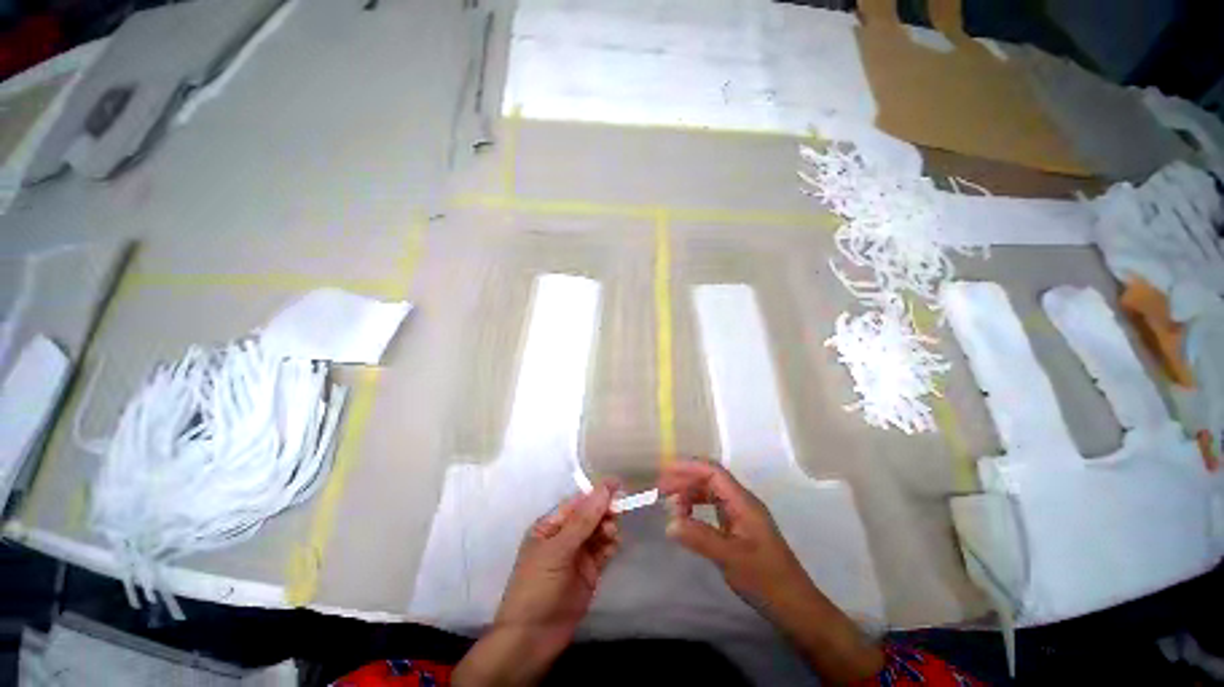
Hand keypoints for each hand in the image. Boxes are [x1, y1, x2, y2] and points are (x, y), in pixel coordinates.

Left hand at [455, 482, 620, 686]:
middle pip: (590, 515)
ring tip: (611, 534)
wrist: (532, 639)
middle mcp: (565, 536)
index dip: (596, 493)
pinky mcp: (589, 572)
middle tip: (618, 510)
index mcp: (550, 526)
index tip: (616, 485)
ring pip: (599, 531)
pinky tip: (613, 546)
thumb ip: (583, 521)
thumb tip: (603, 489)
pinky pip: (604, 550)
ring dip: (608, 527)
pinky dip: (611, 545)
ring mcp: (578, 554)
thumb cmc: (537, 586)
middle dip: (604, 510)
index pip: (577, 502)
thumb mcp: (557, 550)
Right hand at [659, 459, 882, 684]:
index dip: (689, 467)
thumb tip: (669, 523)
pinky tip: (687, 518)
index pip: (713, 472)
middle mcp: (742, 502)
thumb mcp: (730, 558)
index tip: (665, 472)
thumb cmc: (766, 579)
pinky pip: (713, 507)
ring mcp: (741, 514)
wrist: (795, 606)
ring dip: (690, 494)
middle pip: (710, 479)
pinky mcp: (739, 527)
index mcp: (743, 502)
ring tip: (670, 505)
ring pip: (711, 492)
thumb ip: (699, 537)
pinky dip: (697, 508)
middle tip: (661, 491)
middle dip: (685, 479)